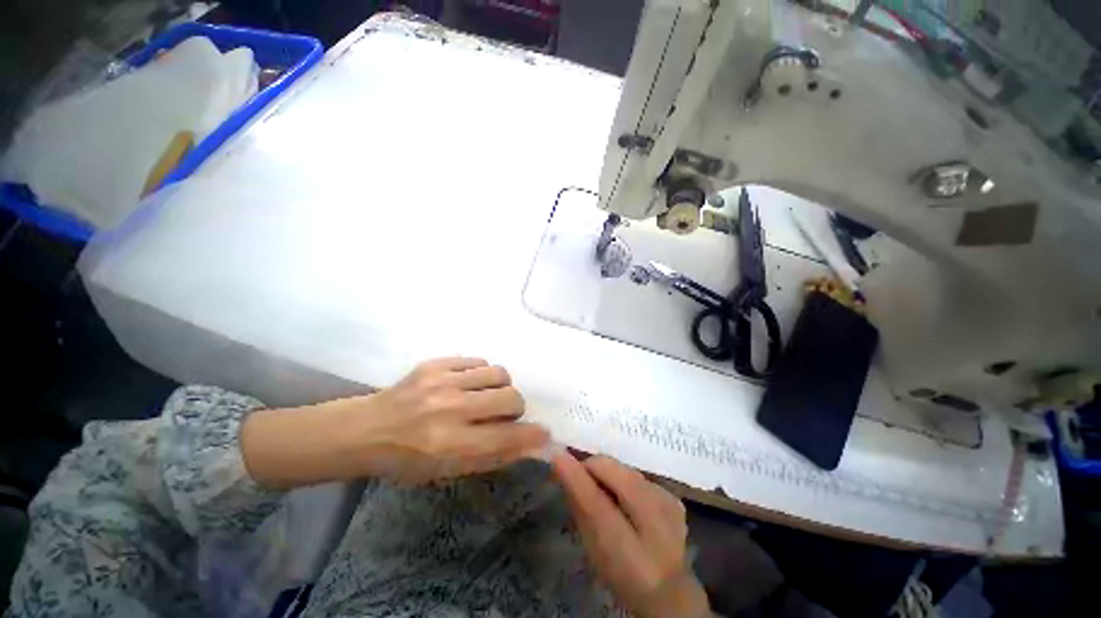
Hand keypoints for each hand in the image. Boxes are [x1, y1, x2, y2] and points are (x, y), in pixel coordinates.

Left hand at [355, 357, 548, 482]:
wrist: (367, 429)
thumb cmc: (408, 459)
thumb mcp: (449, 471)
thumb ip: (494, 457)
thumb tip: (533, 446)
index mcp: (451, 444)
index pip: (508, 437)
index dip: (533, 435)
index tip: (543, 433)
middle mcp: (450, 409)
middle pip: (510, 397)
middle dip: (516, 408)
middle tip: (503, 413)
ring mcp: (442, 381)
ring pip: (499, 373)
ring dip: (501, 387)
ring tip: (486, 394)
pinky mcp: (436, 363)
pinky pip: (479, 360)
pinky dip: (481, 373)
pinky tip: (468, 383)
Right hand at [552, 453, 709, 617]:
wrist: (670, 589)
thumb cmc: (622, 574)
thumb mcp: (594, 549)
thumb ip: (580, 508)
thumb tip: (562, 466)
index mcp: (631, 554)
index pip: (596, 503)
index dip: (576, 475)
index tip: (556, 454)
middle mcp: (657, 523)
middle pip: (615, 472)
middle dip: (593, 468)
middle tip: (580, 477)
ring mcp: (669, 505)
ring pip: (625, 468)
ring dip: (609, 473)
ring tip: (604, 491)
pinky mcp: (673, 496)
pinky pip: (638, 475)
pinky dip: (624, 479)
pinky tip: (625, 498)